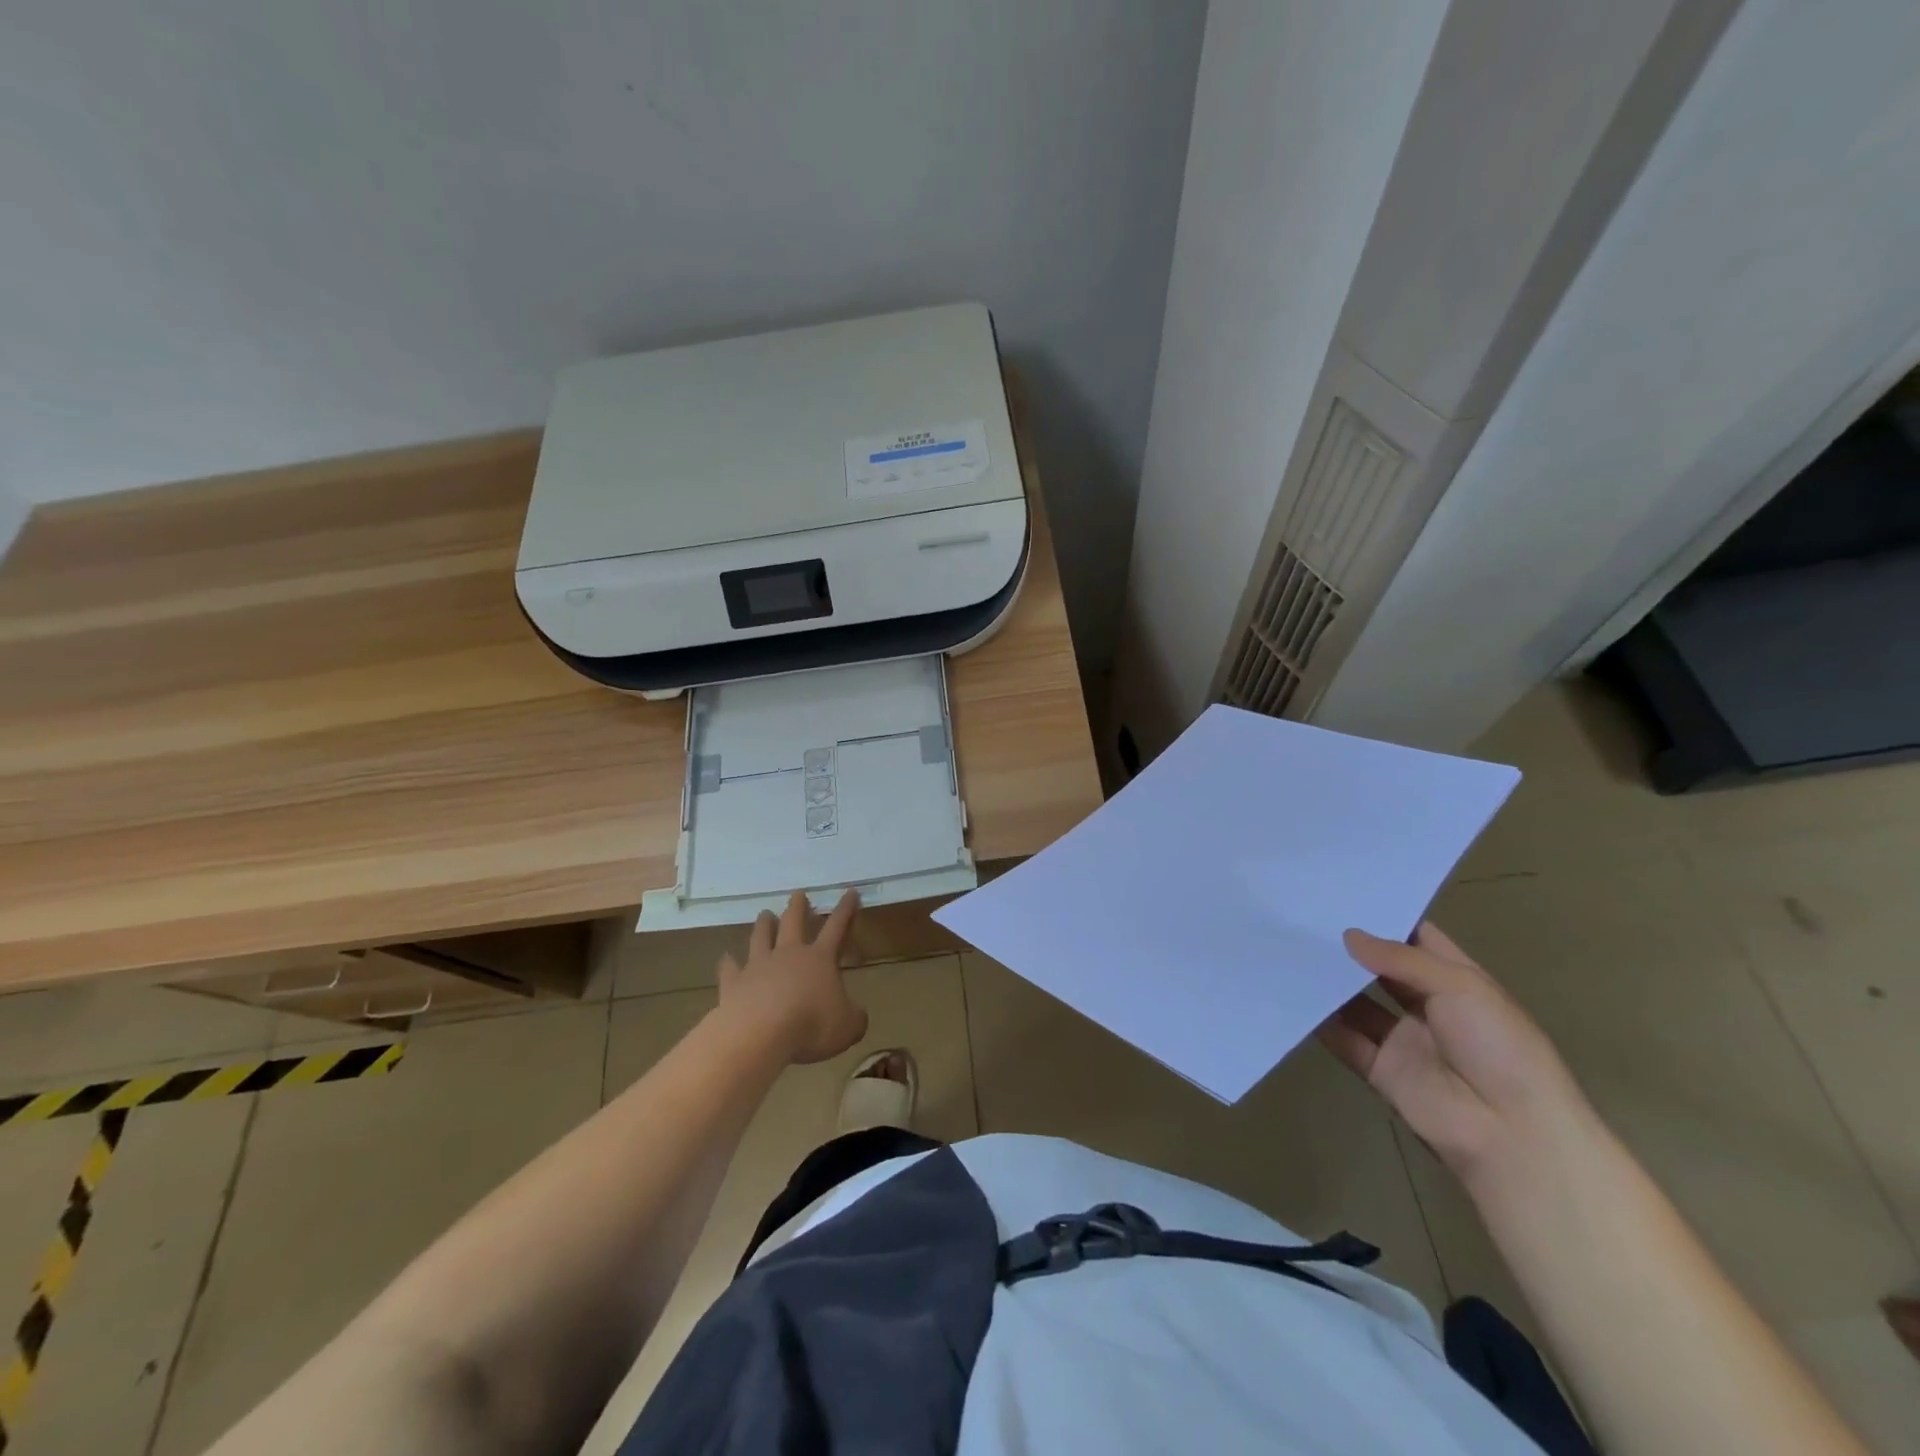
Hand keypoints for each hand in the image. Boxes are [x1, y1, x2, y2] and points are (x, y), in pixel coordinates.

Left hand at [718, 890, 866, 1063]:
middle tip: (798, 893)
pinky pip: (730, 968)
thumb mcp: (849, 1027)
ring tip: (765, 913)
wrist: (759, 1034)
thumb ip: (855, 1017)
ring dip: (764, 924)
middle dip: (798, 906)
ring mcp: (758, 966)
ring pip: (761, 937)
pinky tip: (726, 957)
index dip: (845, 909)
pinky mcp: (734, 983)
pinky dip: (729, 962)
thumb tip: (856, 1014)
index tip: (850, 891)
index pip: (836, 927)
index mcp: (820, 959)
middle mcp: (788, 954)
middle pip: (793, 922)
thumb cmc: (811, 1026)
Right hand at [1318, 921, 1593, 1188]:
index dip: (1385, 918)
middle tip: (1304, 918)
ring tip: (1289, 949)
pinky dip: (1320, 1021)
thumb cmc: (1499, 1047)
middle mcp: (1428, 1006)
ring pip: (1357, 1003)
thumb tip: (1348, 936)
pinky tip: (1291, 994)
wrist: (1512, 1134)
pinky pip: (1344, 1040)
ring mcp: (1403, 1040)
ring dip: (1331, 982)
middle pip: (1381, 970)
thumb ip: (1400, 958)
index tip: (1344, 895)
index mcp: (1458, 982)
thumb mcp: (1461, 986)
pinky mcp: (1381, 1070)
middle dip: (1349, 948)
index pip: (1417, 940)